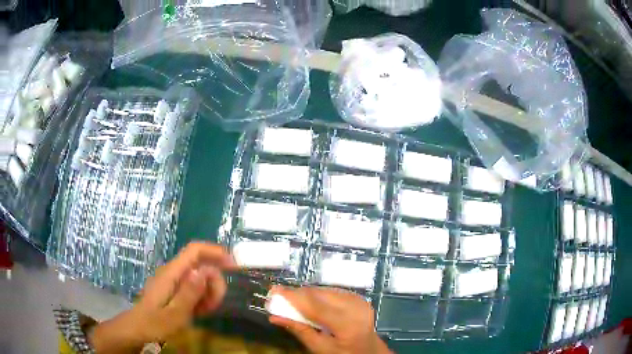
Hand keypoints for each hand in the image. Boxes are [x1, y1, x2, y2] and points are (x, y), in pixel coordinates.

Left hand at [89, 242, 236, 352]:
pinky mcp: (175, 289)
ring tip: (205, 311)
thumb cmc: (154, 323)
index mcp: (172, 273)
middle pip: (201, 265)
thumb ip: (190, 293)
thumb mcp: (175, 313)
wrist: (137, 329)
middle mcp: (173, 272)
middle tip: (215, 303)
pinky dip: (202, 297)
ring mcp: (174, 280)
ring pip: (200, 277)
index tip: (234, 265)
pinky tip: (200, 310)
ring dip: (209, 292)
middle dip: (214, 282)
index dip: (215, 251)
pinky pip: (194, 287)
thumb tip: (205, 271)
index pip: (194, 250)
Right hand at [268, 286, 391, 353]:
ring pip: (324, 290)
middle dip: (297, 294)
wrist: (368, 350)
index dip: (293, 297)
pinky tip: (309, 302)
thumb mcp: (320, 348)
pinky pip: (332, 291)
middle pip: (319, 294)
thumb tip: (275, 317)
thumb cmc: (343, 353)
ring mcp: (358, 300)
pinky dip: (318, 295)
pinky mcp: (358, 297)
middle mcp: (354, 307)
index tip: (274, 291)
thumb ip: (299, 330)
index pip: (315, 306)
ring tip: (291, 300)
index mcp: (347, 324)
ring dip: (306, 293)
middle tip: (279, 296)